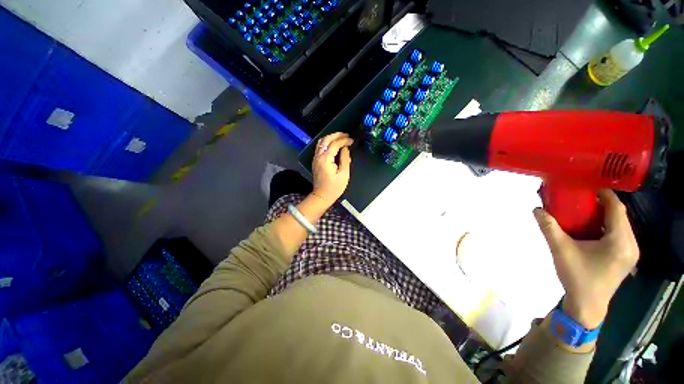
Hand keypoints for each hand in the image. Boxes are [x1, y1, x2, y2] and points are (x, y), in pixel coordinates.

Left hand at [312, 132, 352, 203]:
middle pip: (326, 140)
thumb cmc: (334, 187)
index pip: (335, 144)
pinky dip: (327, 143)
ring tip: (340, 137)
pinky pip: (320, 147)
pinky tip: (333, 144)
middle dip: (336, 135)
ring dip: (331, 137)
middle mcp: (318, 156)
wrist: (322, 196)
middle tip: (346, 135)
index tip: (352, 140)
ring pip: (321, 142)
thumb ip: (345, 159)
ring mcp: (315, 158)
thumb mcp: (344, 174)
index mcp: (326, 159)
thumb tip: (345, 148)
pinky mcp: (316, 161)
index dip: (344, 140)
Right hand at [533, 189, 638, 328]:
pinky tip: (592, 227)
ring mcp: (630, 251)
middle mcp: (631, 244)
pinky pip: (619, 233)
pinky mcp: (626, 257)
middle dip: (603, 203)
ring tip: (585, 209)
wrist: (587, 305)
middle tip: (582, 197)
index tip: (588, 185)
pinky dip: (607, 225)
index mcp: (620, 241)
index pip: (617, 209)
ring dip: (605, 214)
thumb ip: (549, 228)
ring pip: (621, 224)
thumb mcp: (560, 250)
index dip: (605, 194)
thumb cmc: (577, 277)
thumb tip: (536, 209)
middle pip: (620, 215)